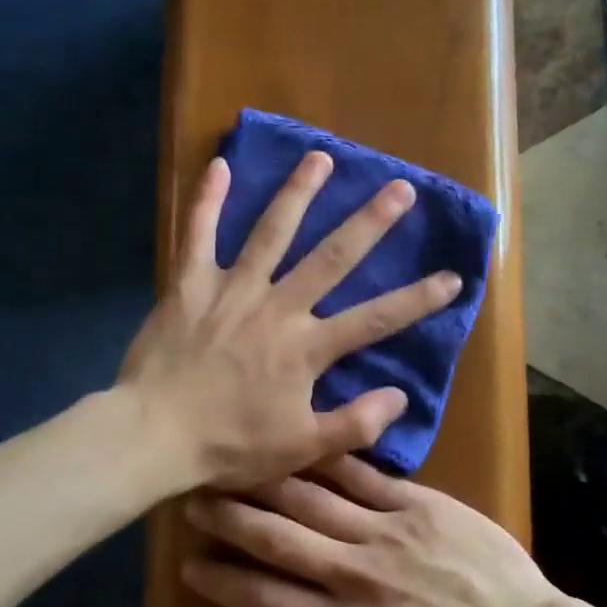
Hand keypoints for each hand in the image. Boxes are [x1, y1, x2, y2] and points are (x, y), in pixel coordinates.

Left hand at [119, 152, 462, 490]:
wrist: (152, 436)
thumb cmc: (228, 446)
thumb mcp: (300, 449)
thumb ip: (354, 423)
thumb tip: (400, 395)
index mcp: (306, 348)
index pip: (375, 319)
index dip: (418, 299)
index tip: (453, 276)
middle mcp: (276, 307)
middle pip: (332, 257)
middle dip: (370, 222)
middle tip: (400, 188)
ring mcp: (231, 289)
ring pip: (271, 232)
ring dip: (298, 193)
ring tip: (321, 158)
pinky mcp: (190, 284)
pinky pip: (198, 234)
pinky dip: (208, 199)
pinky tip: (221, 164)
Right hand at [180, 455, 558, 606]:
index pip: (263, 598)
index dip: (221, 581)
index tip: (189, 565)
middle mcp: (353, 575)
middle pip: (277, 538)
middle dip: (229, 519)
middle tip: (193, 500)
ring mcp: (385, 532)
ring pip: (311, 499)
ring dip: (267, 483)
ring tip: (235, 466)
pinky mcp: (418, 504)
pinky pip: (363, 476)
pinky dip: (328, 461)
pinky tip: (302, 442)